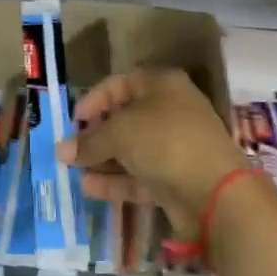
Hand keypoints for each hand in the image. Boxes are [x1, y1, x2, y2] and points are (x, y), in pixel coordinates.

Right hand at [57, 69, 249, 238]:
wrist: (215, 192)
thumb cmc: (165, 142)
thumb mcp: (119, 134)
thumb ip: (89, 142)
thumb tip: (61, 150)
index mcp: (163, 85)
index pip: (121, 83)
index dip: (95, 99)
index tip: (73, 120)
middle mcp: (171, 111)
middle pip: (126, 118)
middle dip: (96, 134)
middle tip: (70, 148)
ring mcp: (176, 147)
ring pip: (132, 150)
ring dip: (102, 160)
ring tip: (72, 170)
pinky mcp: (176, 179)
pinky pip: (140, 176)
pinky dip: (116, 181)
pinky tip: (88, 188)